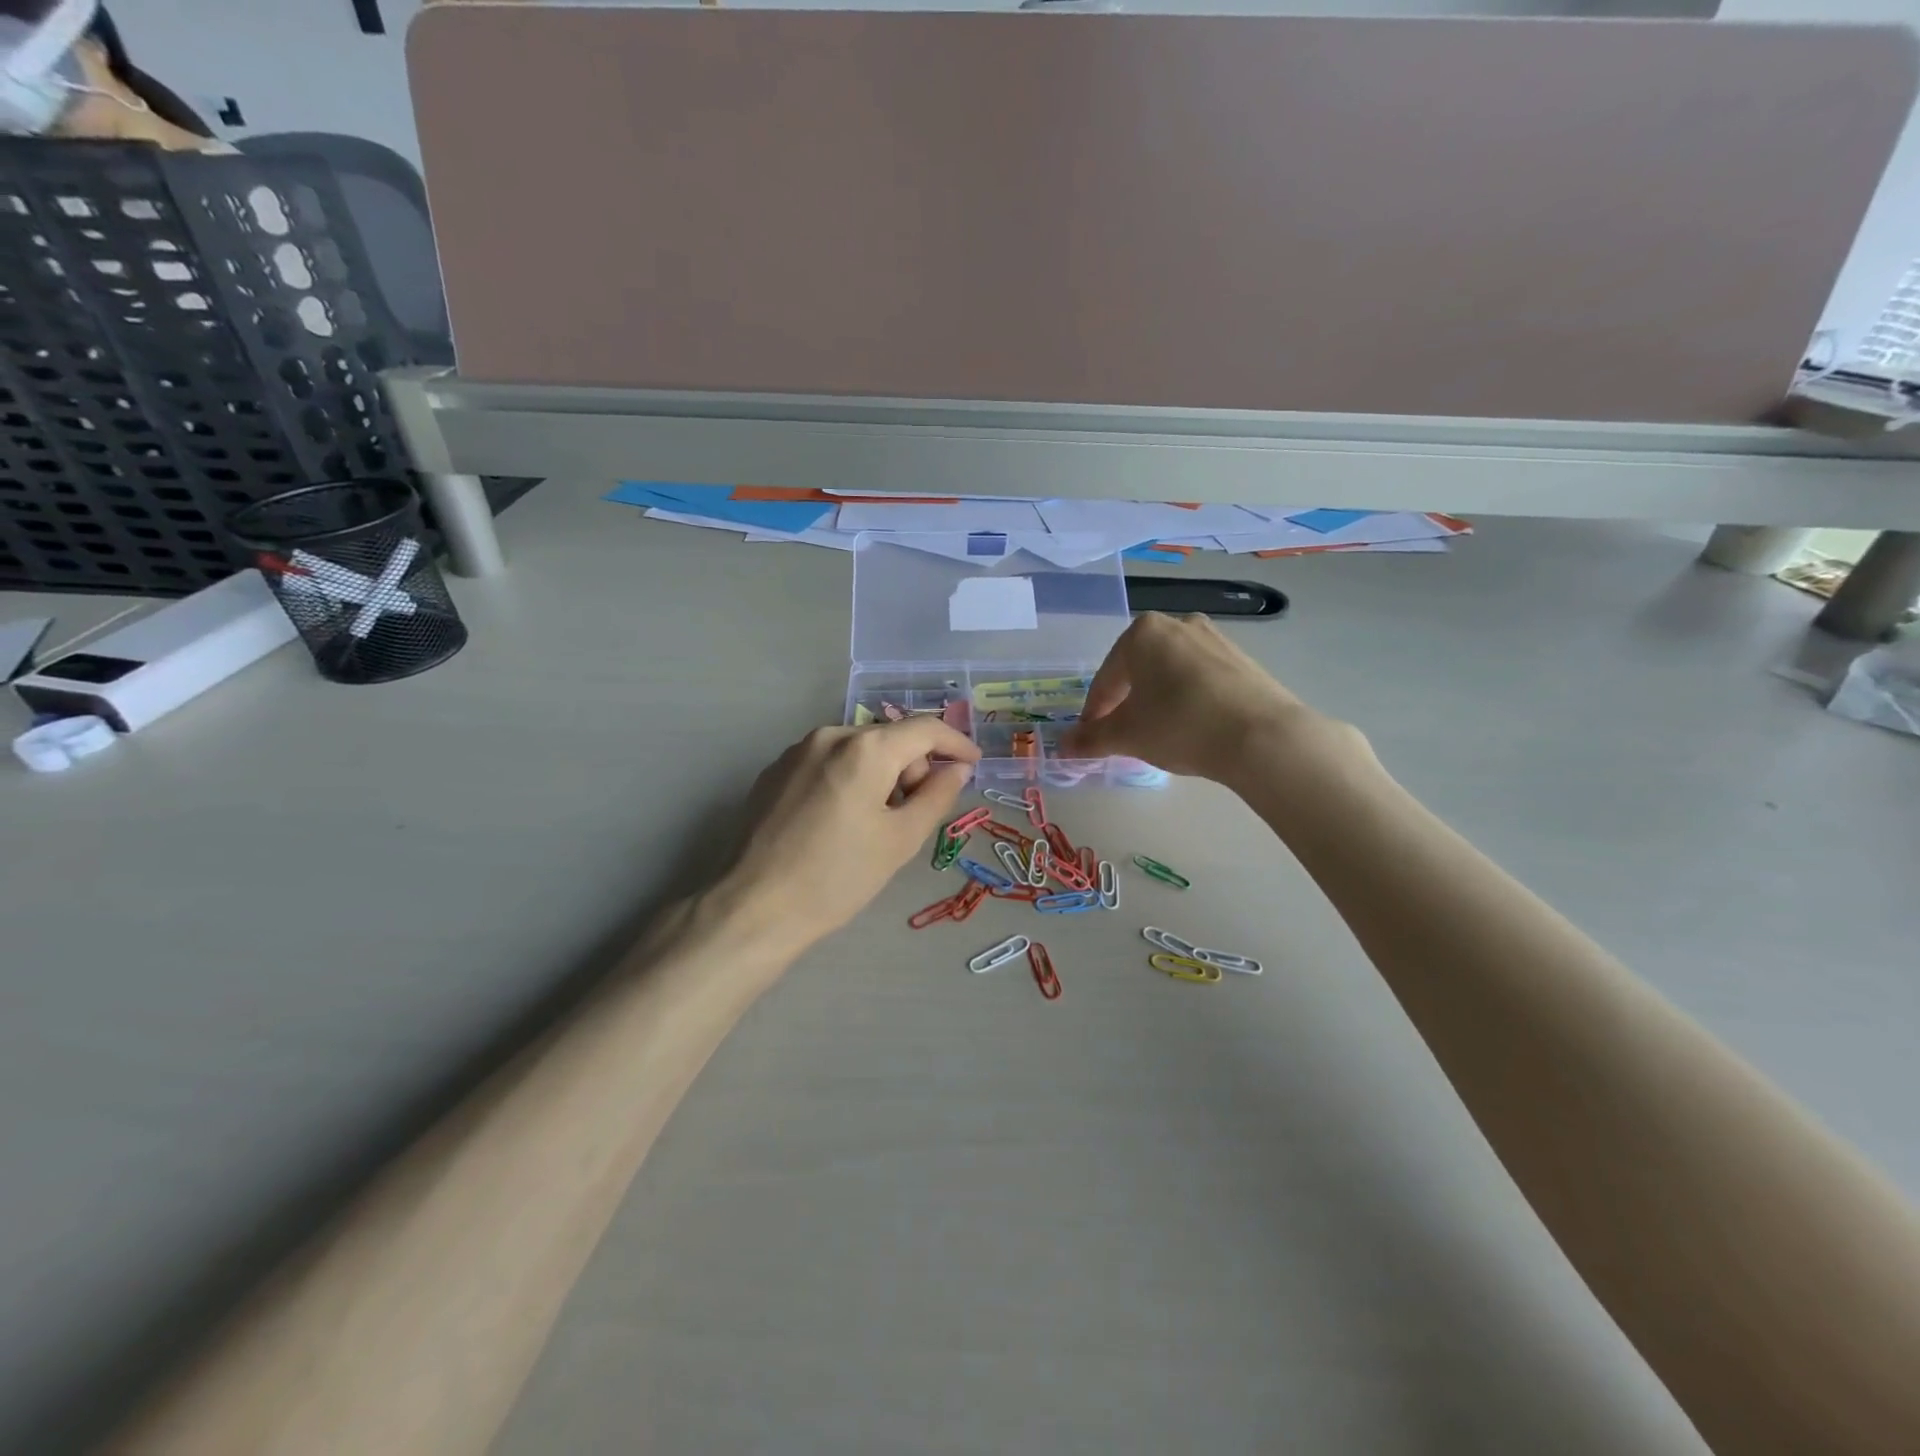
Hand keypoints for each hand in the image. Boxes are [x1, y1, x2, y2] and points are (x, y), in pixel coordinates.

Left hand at [704, 719, 980, 956]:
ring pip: (858, 750)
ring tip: (873, 824)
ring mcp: (796, 751)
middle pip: (890, 739)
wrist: (755, 907)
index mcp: (865, 749)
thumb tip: (957, 769)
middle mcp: (829, 735)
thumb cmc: (837, 876)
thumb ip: (937, 796)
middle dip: (912, 768)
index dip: (955, 743)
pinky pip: (828, 762)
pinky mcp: (774, 771)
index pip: (925, 729)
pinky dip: (848, 779)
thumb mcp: (900, 840)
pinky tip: (838, 822)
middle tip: (912, 815)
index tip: (972, 765)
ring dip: (880, 775)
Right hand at [1060, 612, 1355, 785]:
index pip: (1106, 679)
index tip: (1091, 738)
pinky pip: (1199, 678)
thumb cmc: (1180, 725)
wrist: (1262, 737)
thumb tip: (1064, 745)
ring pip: (1170, 672)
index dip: (1094, 713)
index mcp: (1142, 633)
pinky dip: (1187, 699)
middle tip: (1123, 735)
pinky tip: (1191, 727)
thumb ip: (1092, 738)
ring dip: (1157, 700)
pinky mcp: (1242, 659)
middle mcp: (1178, 624)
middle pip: (1138, 670)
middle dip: (1126, 702)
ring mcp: (1214, 638)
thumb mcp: (1127, 736)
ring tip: (1158, 733)